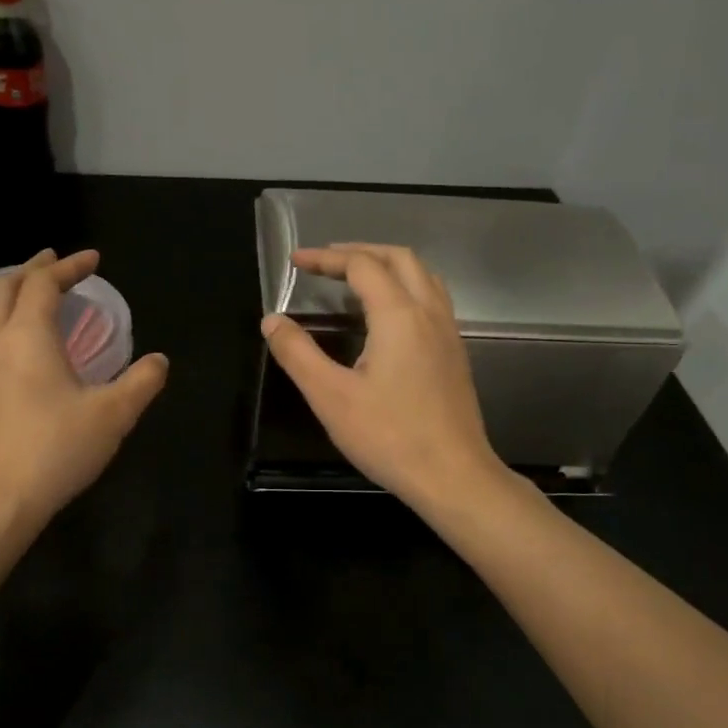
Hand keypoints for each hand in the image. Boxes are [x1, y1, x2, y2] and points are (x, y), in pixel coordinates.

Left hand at [0, 250, 168, 530]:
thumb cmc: (56, 450)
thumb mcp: (114, 415)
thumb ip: (142, 381)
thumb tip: (159, 360)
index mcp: (28, 335)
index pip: (43, 284)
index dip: (69, 266)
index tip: (92, 259)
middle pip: (6, 287)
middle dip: (33, 270)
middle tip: (55, 264)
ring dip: (4, 291)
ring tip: (22, 293)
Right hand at [260, 243, 503, 510]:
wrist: (452, 476)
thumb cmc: (389, 437)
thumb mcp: (331, 397)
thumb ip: (298, 354)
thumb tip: (272, 321)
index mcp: (399, 315)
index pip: (362, 265)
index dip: (326, 258)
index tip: (296, 262)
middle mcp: (429, 313)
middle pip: (400, 259)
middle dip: (360, 251)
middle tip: (325, 262)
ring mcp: (448, 333)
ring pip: (423, 276)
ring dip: (388, 265)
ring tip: (355, 278)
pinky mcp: (455, 354)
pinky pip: (432, 300)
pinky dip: (405, 287)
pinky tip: (387, 315)